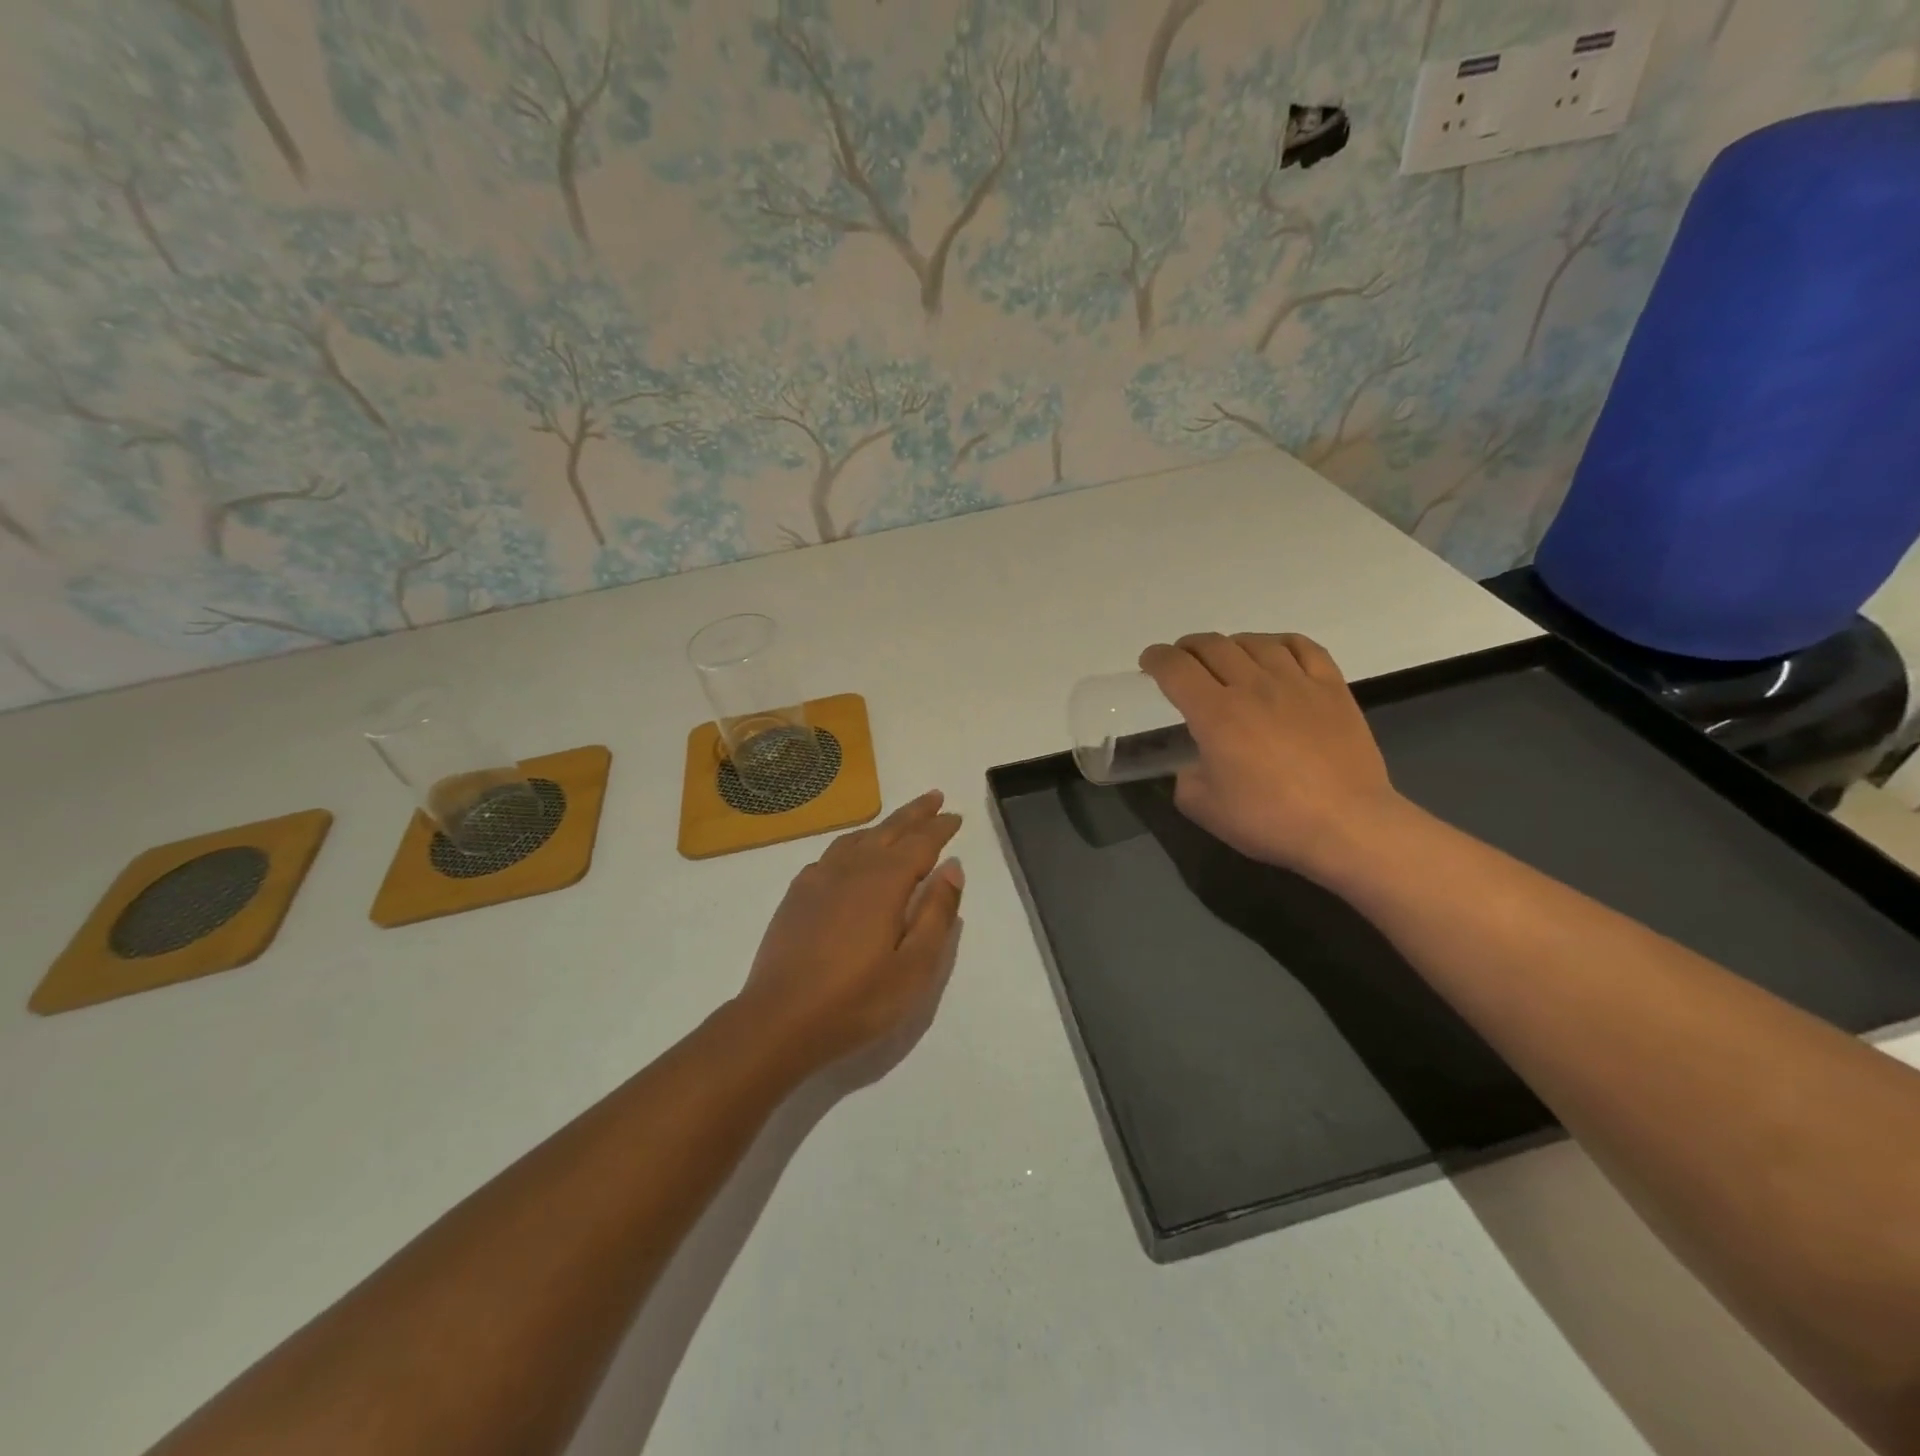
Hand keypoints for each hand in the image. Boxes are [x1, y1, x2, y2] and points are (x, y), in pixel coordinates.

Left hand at [736, 790, 964, 1074]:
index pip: (920, 842)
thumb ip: (937, 913)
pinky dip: (852, 844)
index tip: (955, 816)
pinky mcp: (797, 895)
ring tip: (898, 822)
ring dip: (883, 826)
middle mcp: (852, 868)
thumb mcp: (914, 966)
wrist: (778, 1021)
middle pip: (889, 830)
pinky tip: (852, 856)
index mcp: (884, 881)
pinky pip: (832, 854)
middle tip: (934, 798)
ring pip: (858, 838)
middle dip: (915, 813)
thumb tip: (952, 867)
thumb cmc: (857, 1000)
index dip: (940, 828)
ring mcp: (819, 879)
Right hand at [1139, 632, 1405, 880]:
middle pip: (1212, 646)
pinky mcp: (1332, 688)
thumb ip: (1186, 778)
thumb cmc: (1269, 819)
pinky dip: (1280, 643)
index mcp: (1215, 713)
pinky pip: (1303, 647)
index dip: (1156, 659)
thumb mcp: (1203, 808)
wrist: (1347, 825)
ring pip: (1255, 641)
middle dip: (1187, 647)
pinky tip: (1274, 653)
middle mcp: (1252, 686)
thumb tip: (1194, 765)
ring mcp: (1296, 682)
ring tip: (1225, 656)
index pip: (1176, 668)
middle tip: (1182, 661)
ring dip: (1230, 643)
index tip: (1149, 662)